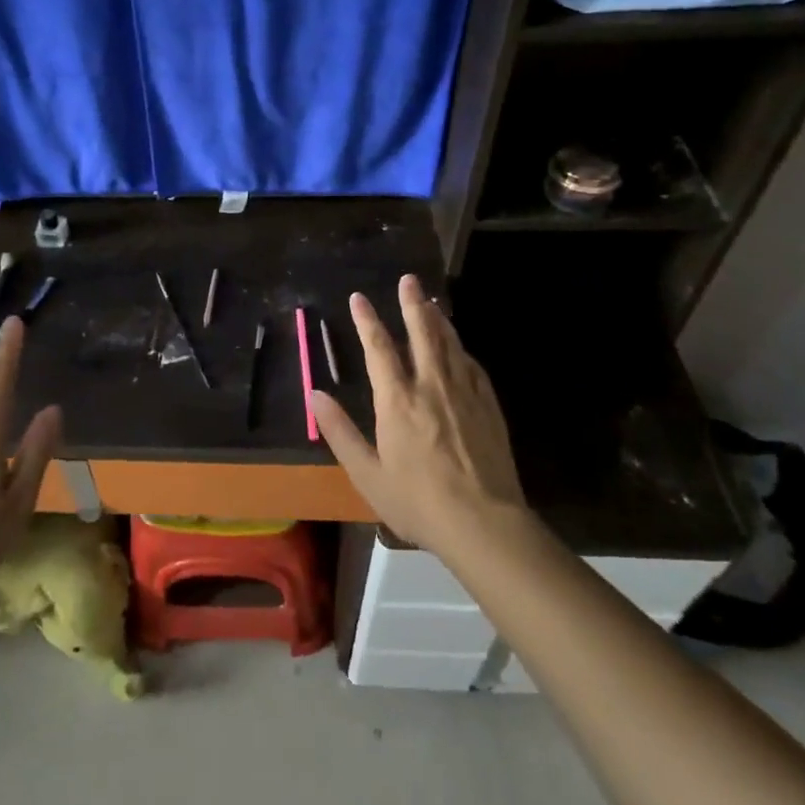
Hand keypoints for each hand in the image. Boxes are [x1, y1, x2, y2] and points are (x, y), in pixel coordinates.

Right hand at [313, 274, 530, 562]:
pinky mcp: (489, 407)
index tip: (359, 298)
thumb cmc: (418, 501)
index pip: (379, 349)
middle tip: (408, 280)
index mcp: (398, 401)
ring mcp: (464, 394)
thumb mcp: (368, 473)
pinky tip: (459, 346)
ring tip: (431, 300)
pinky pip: (473, 366)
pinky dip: (462, 348)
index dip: (367, 321)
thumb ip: (340, 431)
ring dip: (438, 319)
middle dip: (412, 305)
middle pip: (422, 334)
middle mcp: (431, 387)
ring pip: (450, 345)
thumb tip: (315, 395)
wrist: (484, 523)